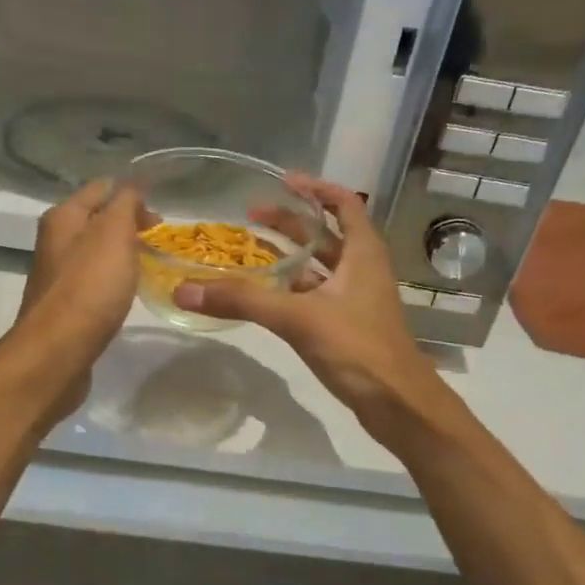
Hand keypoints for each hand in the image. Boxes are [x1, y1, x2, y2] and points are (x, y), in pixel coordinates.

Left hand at [13, 179, 143, 388]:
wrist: (57, 352)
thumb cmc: (89, 287)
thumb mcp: (114, 234)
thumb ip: (125, 204)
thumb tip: (133, 183)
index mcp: (62, 217)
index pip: (100, 189)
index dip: (131, 193)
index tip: (162, 211)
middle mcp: (54, 242)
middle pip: (96, 221)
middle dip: (128, 225)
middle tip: (160, 240)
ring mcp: (57, 276)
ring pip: (95, 253)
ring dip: (121, 254)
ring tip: (150, 264)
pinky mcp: (64, 307)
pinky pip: (93, 282)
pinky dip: (112, 281)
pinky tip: (127, 293)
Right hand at [172, 176, 445, 427]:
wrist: (397, 403)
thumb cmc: (357, 348)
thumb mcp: (298, 318)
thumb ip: (243, 301)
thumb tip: (186, 290)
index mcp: (363, 253)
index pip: (344, 204)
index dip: (316, 188)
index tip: (283, 182)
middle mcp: (362, 270)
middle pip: (326, 234)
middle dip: (291, 222)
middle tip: (251, 216)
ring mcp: (356, 299)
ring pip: (319, 267)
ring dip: (290, 256)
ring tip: (251, 250)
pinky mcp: (347, 326)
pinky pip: (315, 296)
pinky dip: (292, 289)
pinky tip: (265, 295)